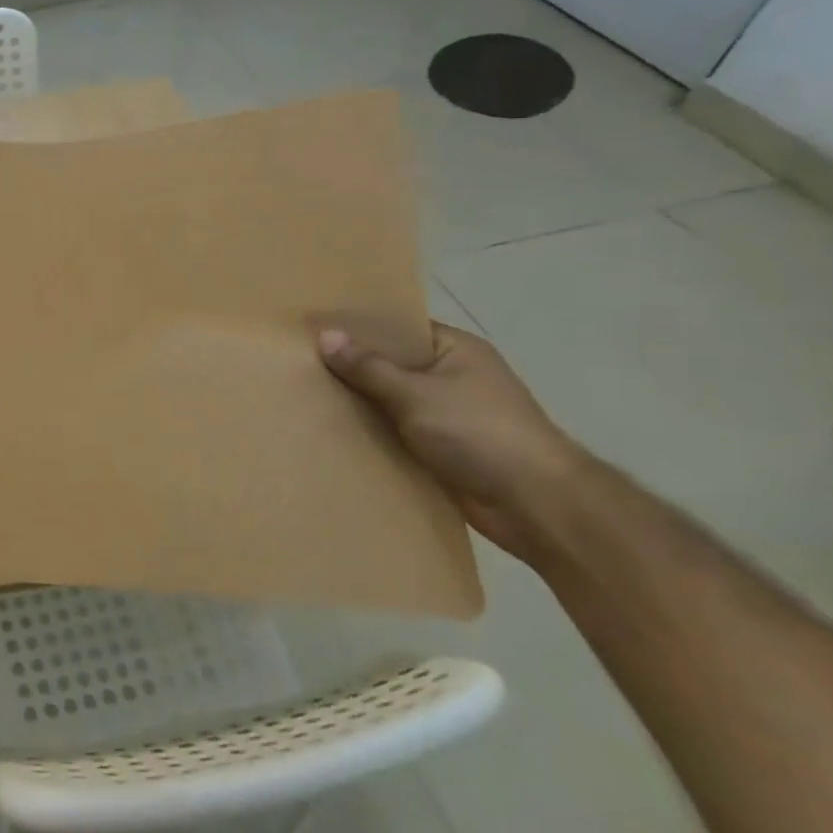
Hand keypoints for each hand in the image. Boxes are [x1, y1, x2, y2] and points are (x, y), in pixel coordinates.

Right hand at [317, 320, 590, 561]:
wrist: (537, 507)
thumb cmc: (481, 433)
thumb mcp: (417, 394)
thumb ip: (368, 367)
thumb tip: (324, 335)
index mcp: (454, 349)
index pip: (396, 327)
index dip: (356, 326)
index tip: (311, 326)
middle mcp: (450, 376)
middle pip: (388, 363)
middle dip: (348, 365)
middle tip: (295, 360)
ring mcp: (446, 414)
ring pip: (387, 399)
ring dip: (356, 401)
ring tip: (301, 392)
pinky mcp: (439, 448)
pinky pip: (393, 430)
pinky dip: (369, 431)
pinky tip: (329, 428)